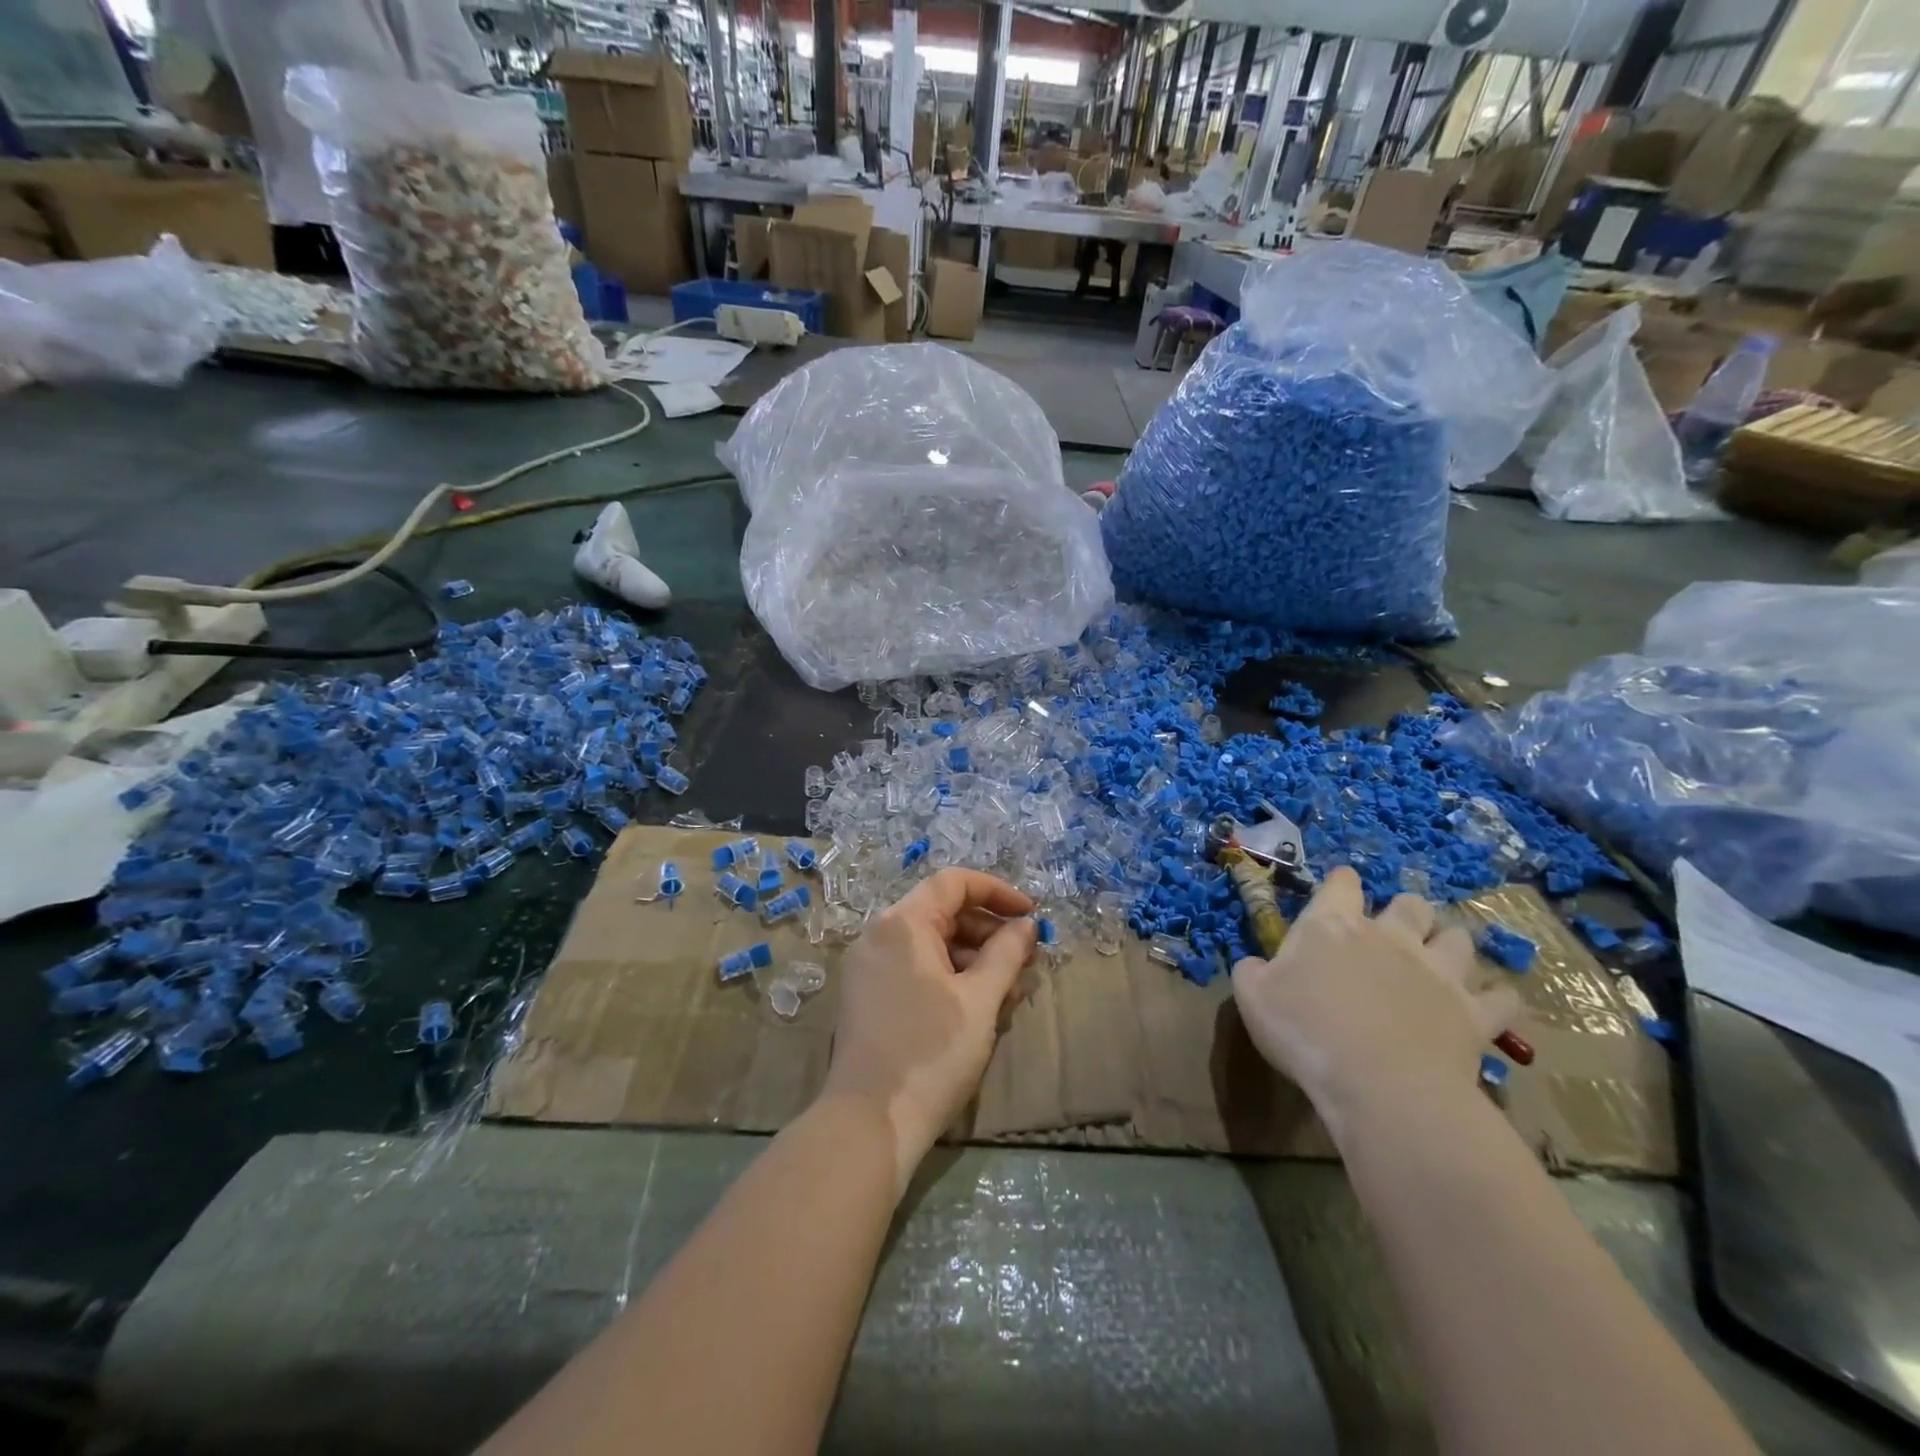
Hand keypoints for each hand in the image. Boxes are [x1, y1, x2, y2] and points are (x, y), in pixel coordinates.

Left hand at [823, 869, 1037, 1189]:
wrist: (869, 1124)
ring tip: (1012, 990)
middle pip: (942, 912)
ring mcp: (869, 967)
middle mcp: (879, 935)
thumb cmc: (932, 1053)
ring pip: (931, 944)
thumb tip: (1026, 925)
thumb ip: (1007, 953)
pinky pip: (915, 969)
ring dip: (974, 958)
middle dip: (989, 931)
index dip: (997, 892)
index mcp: (902, 924)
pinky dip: (949, 977)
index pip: (954, 883)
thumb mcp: (980, 1000)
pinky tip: (980, 1006)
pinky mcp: (868, 996)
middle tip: (1027, 960)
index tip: (1031, 916)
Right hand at [1231, 867, 1521, 1137]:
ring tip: (1441, 962)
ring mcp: (1439, 972)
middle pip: (1411, 903)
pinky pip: (1502, 996)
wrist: (1380, 1085)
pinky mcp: (1475, 1013)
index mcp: (1334, 924)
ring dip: (1450, 945)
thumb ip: (1253, 971)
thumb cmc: (1305, 1031)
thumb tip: (1257, 965)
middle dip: (1406, 912)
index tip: (1337, 895)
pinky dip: (1497, 998)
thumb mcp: (1252, 997)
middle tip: (1393, 934)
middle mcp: (1391, 936)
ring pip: (1460, 938)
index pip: (1342, 883)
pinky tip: (1486, 1006)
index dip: (1341, 885)